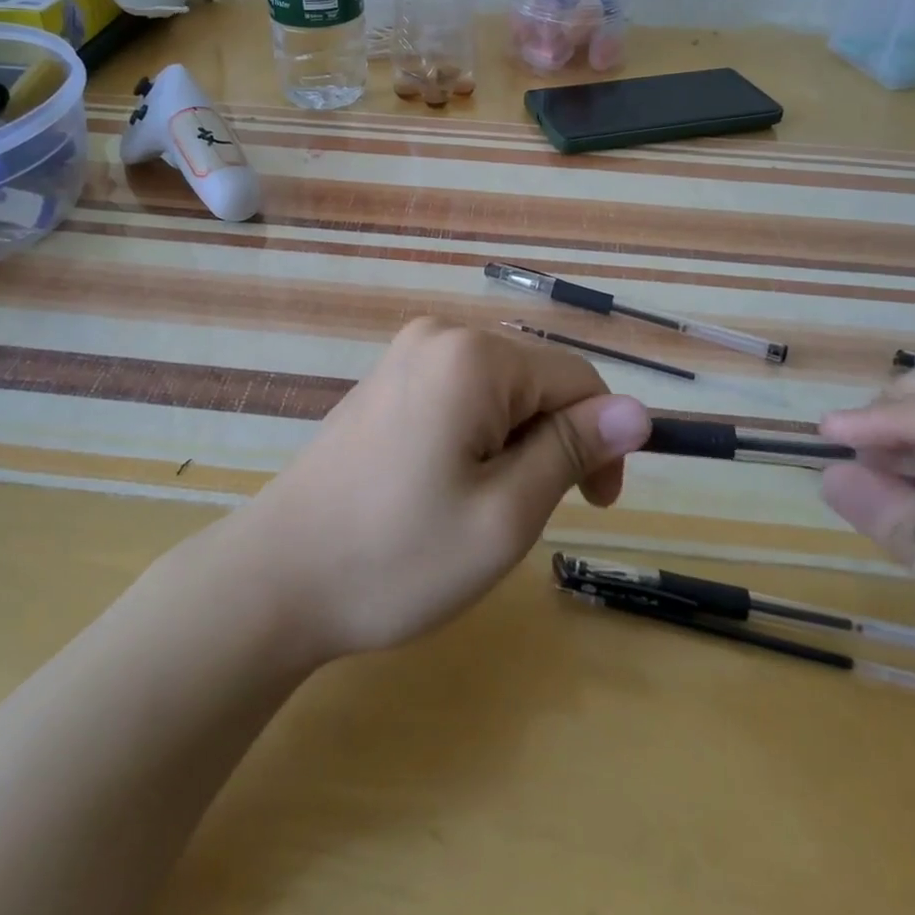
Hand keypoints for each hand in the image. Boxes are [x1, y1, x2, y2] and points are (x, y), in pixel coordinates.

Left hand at [238, 318, 649, 662]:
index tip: (594, 506)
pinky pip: (459, 396)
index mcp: (473, 356)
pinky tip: (440, 487)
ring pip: (499, 393)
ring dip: (511, 446)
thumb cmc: (398, 556)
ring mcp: (405, 355)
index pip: (576, 379)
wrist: (276, 579)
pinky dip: (473, 439)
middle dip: (549, 444)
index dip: (601, 440)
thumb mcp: (506, 513)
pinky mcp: (386, 380)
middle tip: (516, 518)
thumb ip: (574, 450)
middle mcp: (439, 335)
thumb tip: (638, 411)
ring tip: (472, 507)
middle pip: (535, 381)